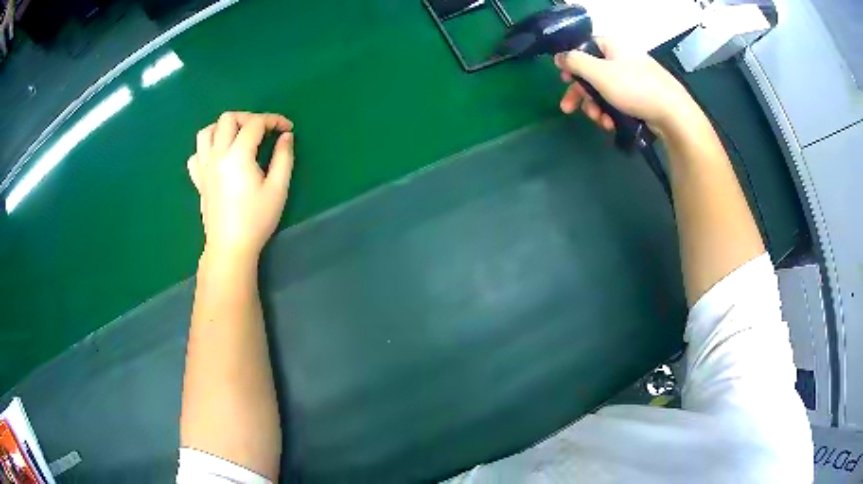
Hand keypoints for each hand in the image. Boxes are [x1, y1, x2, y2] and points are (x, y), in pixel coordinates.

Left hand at [188, 112, 293, 262]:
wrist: (230, 247)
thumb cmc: (256, 220)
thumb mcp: (278, 189)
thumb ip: (283, 158)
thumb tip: (286, 136)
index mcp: (237, 155)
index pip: (255, 123)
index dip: (274, 120)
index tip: (286, 129)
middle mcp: (217, 155)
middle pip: (228, 119)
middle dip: (248, 118)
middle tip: (262, 131)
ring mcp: (204, 167)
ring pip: (206, 132)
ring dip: (223, 128)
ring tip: (237, 137)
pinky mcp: (198, 180)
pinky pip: (196, 155)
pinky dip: (206, 149)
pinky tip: (218, 157)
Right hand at [554, 38, 698, 137]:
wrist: (673, 114)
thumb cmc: (634, 88)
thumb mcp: (598, 73)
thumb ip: (574, 62)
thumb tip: (559, 57)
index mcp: (613, 47)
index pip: (585, 48)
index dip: (572, 63)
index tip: (564, 80)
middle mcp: (623, 59)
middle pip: (593, 73)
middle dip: (582, 94)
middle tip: (570, 109)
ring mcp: (634, 79)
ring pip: (605, 91)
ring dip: (596, 108)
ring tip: (600, 122)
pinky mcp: (642, 97)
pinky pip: (620, 102)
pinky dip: (612, 113)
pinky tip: (612, 125)